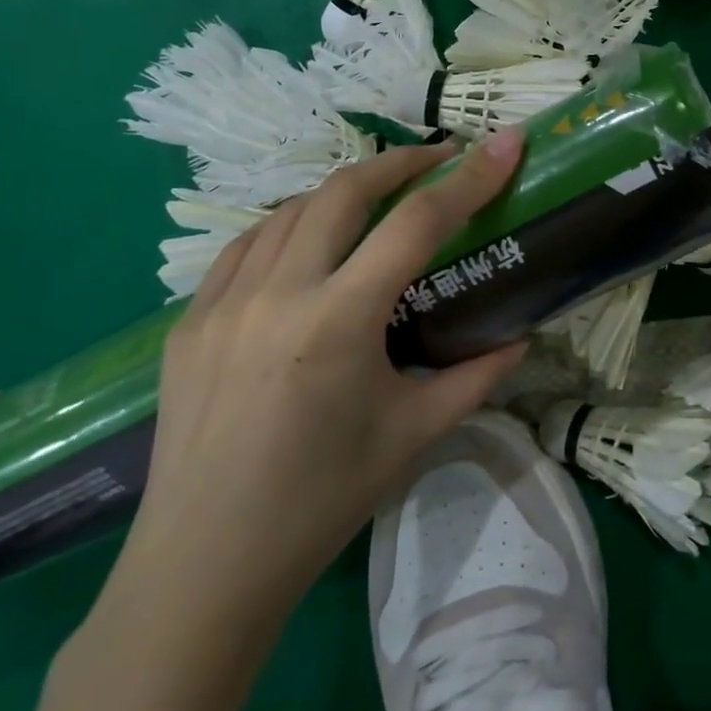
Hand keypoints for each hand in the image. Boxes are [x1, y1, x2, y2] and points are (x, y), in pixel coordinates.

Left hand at [107, 132, 529, 637]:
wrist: (204, 567)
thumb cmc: (322, 499)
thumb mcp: (415, 434)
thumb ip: (477, 376)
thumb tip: (521, 338)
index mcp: (338, 321)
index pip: (417, 224)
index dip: (469, 177)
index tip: (505, 143)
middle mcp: (277, 295)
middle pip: (344, 190)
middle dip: (401, 162)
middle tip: (442, 160)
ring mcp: (221, 304)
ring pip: (290, 210)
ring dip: (344, 190)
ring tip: (382, 197)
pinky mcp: (188, 323)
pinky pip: (245, 247)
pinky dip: (290, 225)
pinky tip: (309, 241)